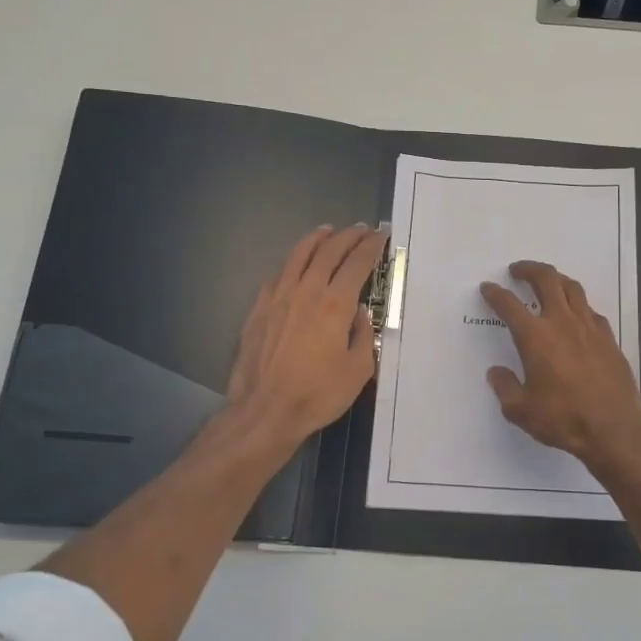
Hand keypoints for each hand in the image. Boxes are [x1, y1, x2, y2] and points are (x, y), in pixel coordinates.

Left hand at [227, 224, 385, 444]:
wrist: (265, 410)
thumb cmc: (318, 394)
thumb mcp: (358, 370)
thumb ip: (363, 335)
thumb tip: (359, 313)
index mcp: (335, 304)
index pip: (357, 263)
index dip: (371, 246)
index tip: (380, 236)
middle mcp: (306, 290)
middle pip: (329, 251)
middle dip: (348, 236)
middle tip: (361, 230)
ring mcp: (279, 296)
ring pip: (299, 255)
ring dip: (317, 239)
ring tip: (328, 231)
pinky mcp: (259, 308)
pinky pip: (278, 273)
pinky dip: (292, 261)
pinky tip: (296, 263)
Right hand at [479, 260, 640, 471]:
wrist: (614, 429)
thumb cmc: (563, 419)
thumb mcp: (521, 411)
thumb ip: (505, 388)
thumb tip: (496, 373)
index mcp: (536, 337)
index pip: (509, 305)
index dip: (495, 294)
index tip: (488, 288)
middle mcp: (562, 323)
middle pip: (546, 280)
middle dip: (529, 269)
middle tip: (517, 270)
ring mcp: (590, 328)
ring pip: (572, 288)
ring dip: (556, 279)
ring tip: (547, 282)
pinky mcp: (609, 338)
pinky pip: (591, 310)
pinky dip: (578, 305)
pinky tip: (576, 316)